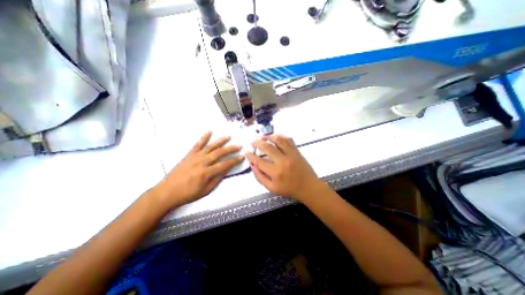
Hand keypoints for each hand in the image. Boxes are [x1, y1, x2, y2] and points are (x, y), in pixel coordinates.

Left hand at [154, 131, 244, 206]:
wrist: (167, 192)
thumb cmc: (188, 194)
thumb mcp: (206, 190)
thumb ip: (217, 179)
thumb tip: (227, 169)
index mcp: (206, 172)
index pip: (224, 164)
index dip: (234, 160)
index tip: (242, 157)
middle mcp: (202, 162)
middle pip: (219, 153)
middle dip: (230, 149)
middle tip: (238, 146)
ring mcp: (195, 157)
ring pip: (210, 146)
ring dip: (220, 141)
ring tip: (228, 136)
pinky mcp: (189, 155)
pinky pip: (197, 144)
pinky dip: (203, 137)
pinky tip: (209, 131)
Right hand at [247, 134, 324, 201]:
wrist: (308, 187)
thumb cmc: (289, 189)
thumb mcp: (272, 188)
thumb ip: (260, 177)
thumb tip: (252, 165)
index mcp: (276, 172)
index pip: (259, 161)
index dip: (251, 156)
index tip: (247, 152)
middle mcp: (283, 161)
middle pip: (267, 147)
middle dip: (257, 143)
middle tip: (253, 141)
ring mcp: (291, 154)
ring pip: (278, 140)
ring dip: (268, 137)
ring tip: (262, 137)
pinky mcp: (297, 151)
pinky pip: (288, 140)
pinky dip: (281, 136)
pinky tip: (275, 136)